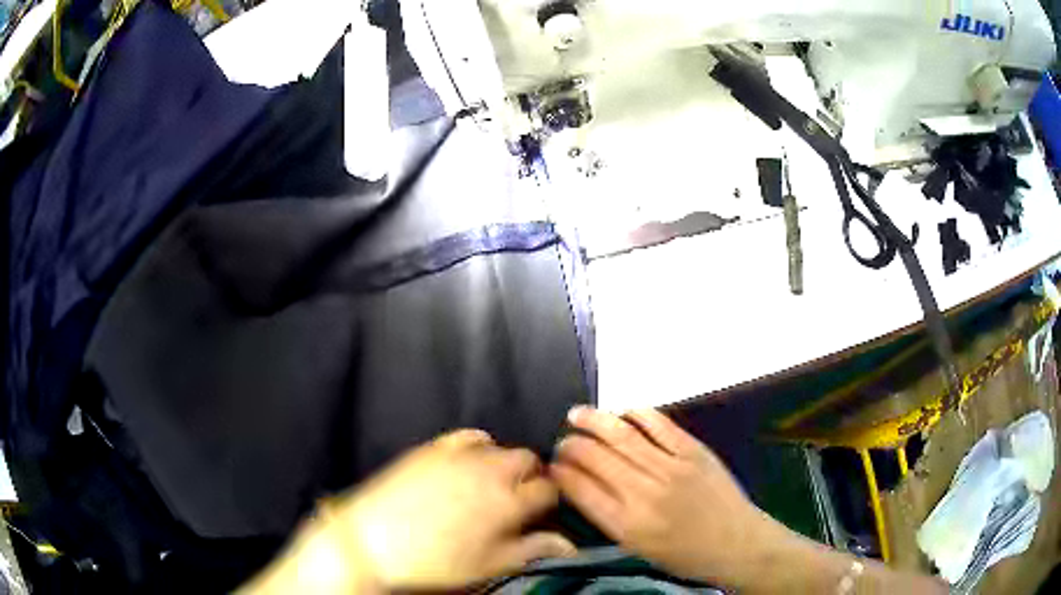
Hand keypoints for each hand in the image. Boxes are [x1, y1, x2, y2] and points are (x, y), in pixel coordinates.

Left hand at [316, 429, 574, 590]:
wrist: (373, 540)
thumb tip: (569, 544)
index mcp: (507, 502)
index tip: (543, 512)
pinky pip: (469, 436)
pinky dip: (479, 446)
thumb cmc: (435, 561)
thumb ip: (532, 549)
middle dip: (532, 477)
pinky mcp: (434, 447)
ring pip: (501, 447)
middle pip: (528, 460)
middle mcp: (490, 470)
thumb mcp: (489, 565)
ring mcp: (460, 455)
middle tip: (520, 499)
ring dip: (506, 463)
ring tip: (495, 484)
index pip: (548, 489)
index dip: (551, 500)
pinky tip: (471, 463)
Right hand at [551, 406, 782, 586]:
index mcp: (626, 524)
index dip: (560, 471)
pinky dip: (636, 413)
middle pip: (595, 457)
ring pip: (622, 435)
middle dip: (571, 445)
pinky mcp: (694, 451)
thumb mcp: (636, 547)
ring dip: (594, 420)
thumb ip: (607, 515)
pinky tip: (622, 411)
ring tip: (577, 415)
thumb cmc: (683, 554)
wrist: (736, 543)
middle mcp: (643, 493)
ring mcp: (671, 467)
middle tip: (562, 441)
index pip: (579, 488)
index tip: (552, 464)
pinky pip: (659, 424)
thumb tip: (579, 483)